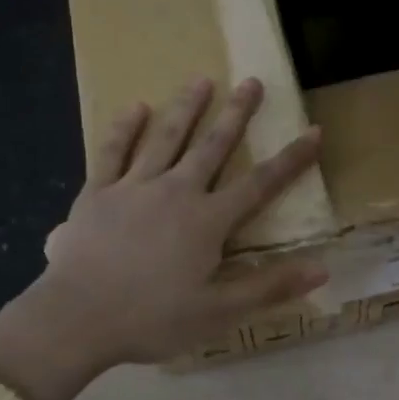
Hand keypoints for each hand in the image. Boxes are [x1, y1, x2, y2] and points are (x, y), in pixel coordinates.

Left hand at [0, 77, 327, 399]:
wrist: (76, 319)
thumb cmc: (152, 319)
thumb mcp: (218, 312)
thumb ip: (269, 287)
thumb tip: (322, 268)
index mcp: (208, 220)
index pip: (260, 183)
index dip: (290, 159)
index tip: (314, 132)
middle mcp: (176, 191)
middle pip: (212, 146)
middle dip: (236, 114)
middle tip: (251, 82)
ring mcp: (133, 187)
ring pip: (165, 138)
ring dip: (186, 108)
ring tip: (201, 80)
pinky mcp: (97, 192)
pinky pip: (112, 152)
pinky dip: (124, 128)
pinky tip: (135, 107)